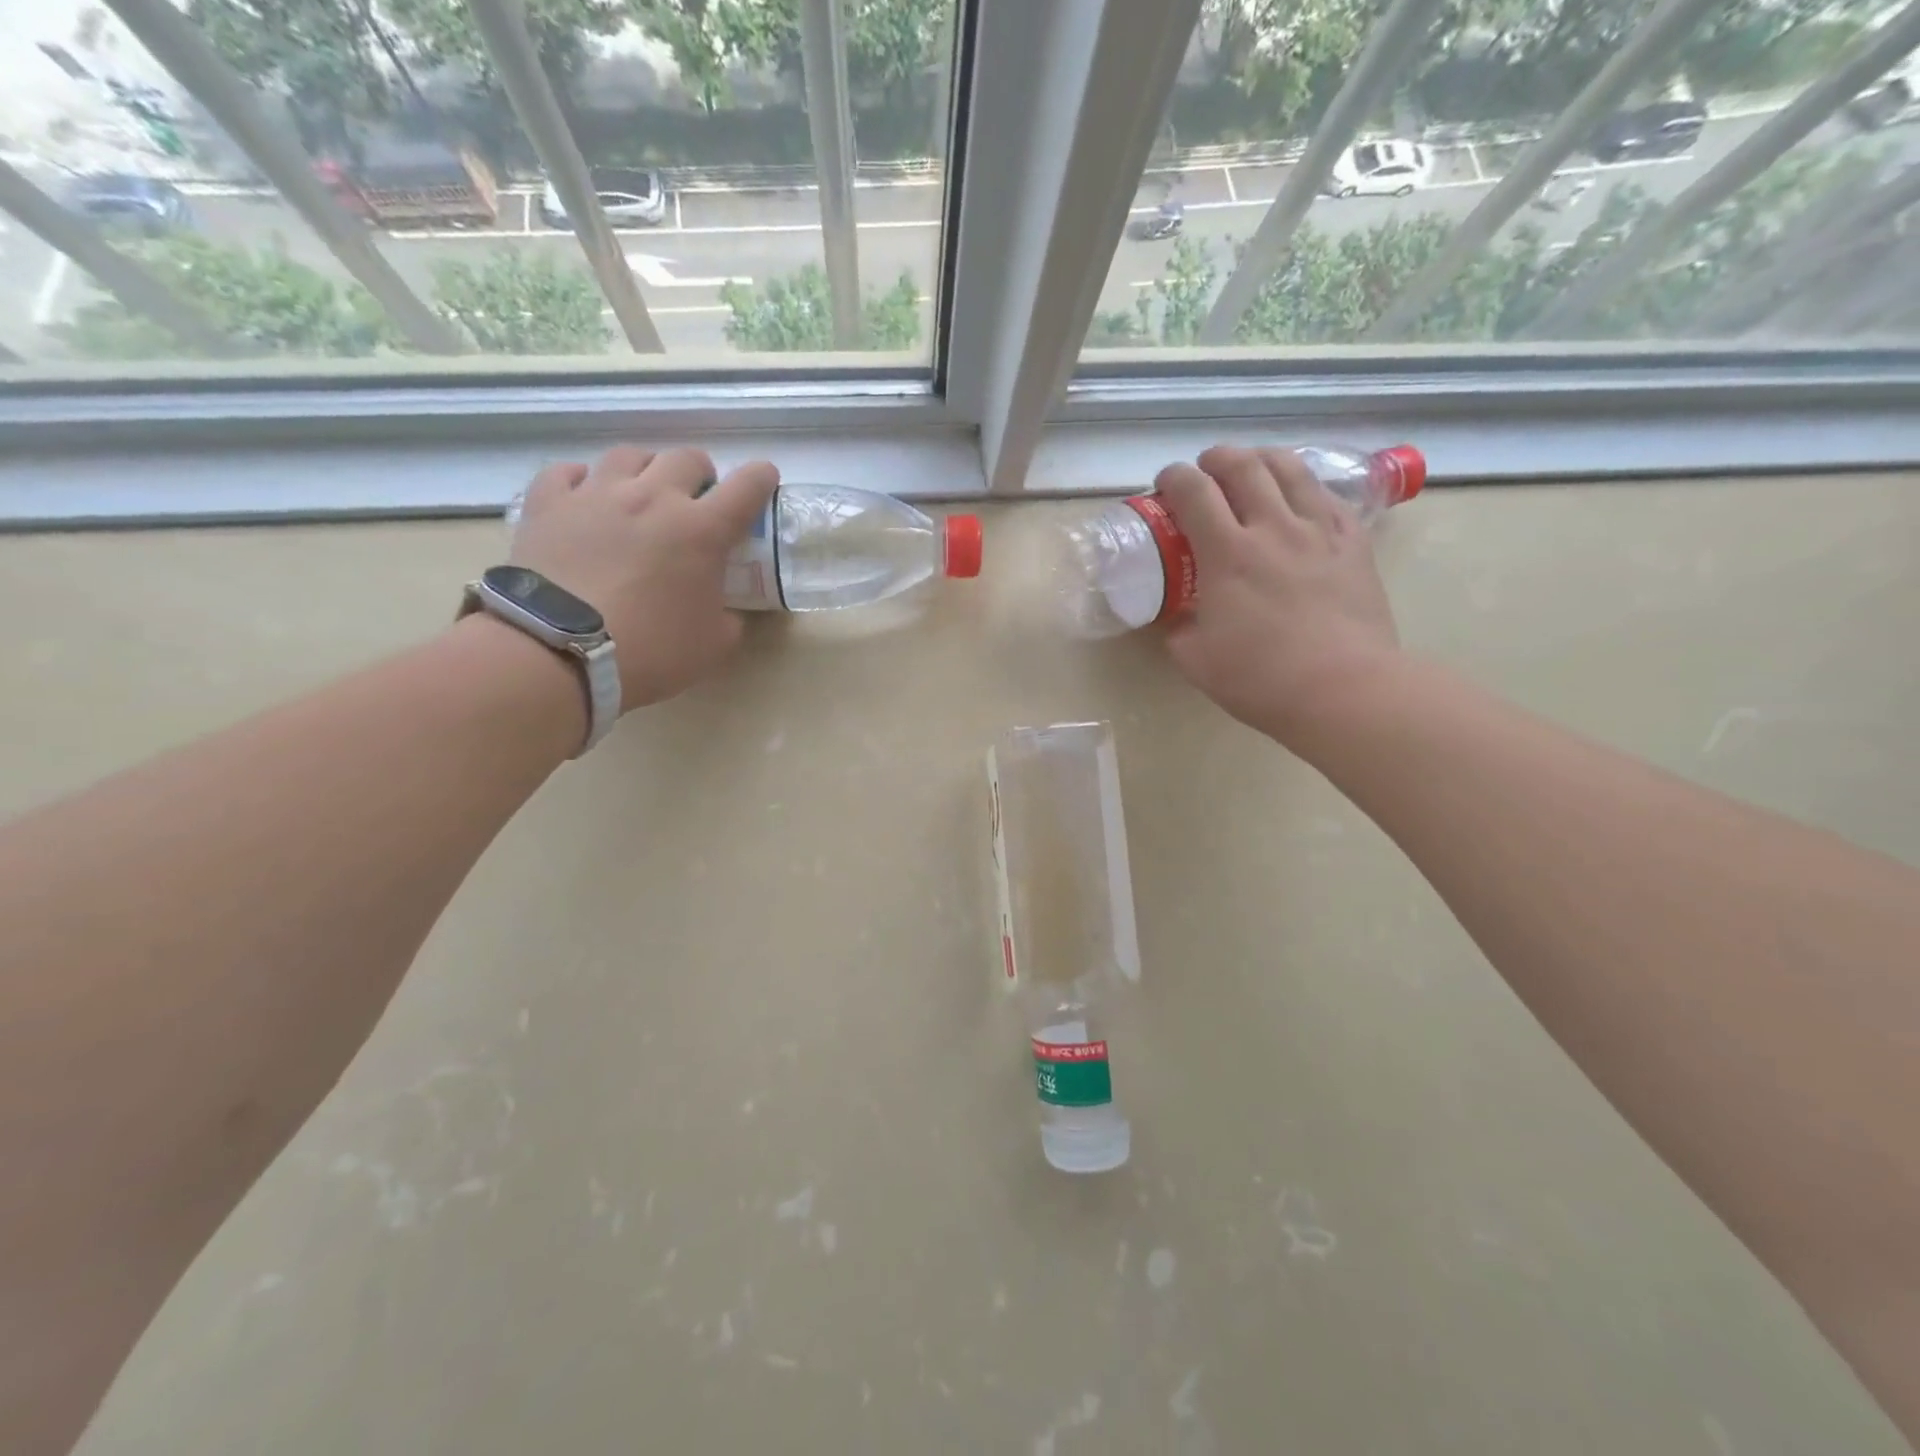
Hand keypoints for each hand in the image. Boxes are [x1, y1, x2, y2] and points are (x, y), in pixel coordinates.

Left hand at [510, 445, 778, 710]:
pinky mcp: (548, 502)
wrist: (558, 652)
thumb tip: (726, 611)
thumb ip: (729, 619)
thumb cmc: (650, 651)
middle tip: (696, 501)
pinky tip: (586, 499)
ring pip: (630, 455)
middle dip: (700, 474)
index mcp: (702, 531)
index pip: (747, 486)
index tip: (764, 481)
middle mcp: (653, 498)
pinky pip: (569, 472)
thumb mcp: (713, 646)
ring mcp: (597, 494)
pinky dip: (584, 481)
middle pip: (687, 458)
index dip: (761, 478)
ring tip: (641, 494)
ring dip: (646, 470)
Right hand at [1155, 446, 1400, 751]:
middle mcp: (1272, 527)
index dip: (1174, 477)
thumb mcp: (1196, 661)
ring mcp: (1318, 530)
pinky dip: (1303, 486)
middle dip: (1217, 458)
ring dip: (1262, 459)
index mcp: (1227, 554)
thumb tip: (1175, 619)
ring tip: (1252, 467)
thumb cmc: (1261, 678)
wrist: (1344, 688)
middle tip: (1206, 469)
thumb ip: (1178, 632)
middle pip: (1243, 466)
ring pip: (1290, 469)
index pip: (1194, 492)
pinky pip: (1326, 495)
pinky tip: (1298, 498)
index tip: (1165, 483)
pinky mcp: (1353, 542)